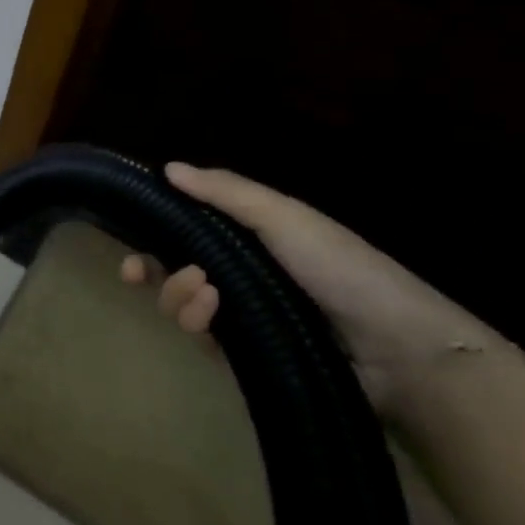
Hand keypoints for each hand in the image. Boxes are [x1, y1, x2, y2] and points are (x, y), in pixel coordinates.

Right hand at [122, 162, 496, 418]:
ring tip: (205, 294)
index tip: (125, 233)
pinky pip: (202, 338)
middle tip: (137, 272)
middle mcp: (239, 274)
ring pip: (181, 303)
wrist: (399, 351)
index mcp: (249, 236)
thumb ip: (225, 191)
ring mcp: (242, 317)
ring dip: (178, 294)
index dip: (152, 229)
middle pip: (173, 268)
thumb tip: (168, 168)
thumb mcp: (284, 217)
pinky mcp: (246, 356)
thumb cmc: (341, 268)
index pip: (187, 228)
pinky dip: (197, 323)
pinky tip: (212, 316)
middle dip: (151, 270)